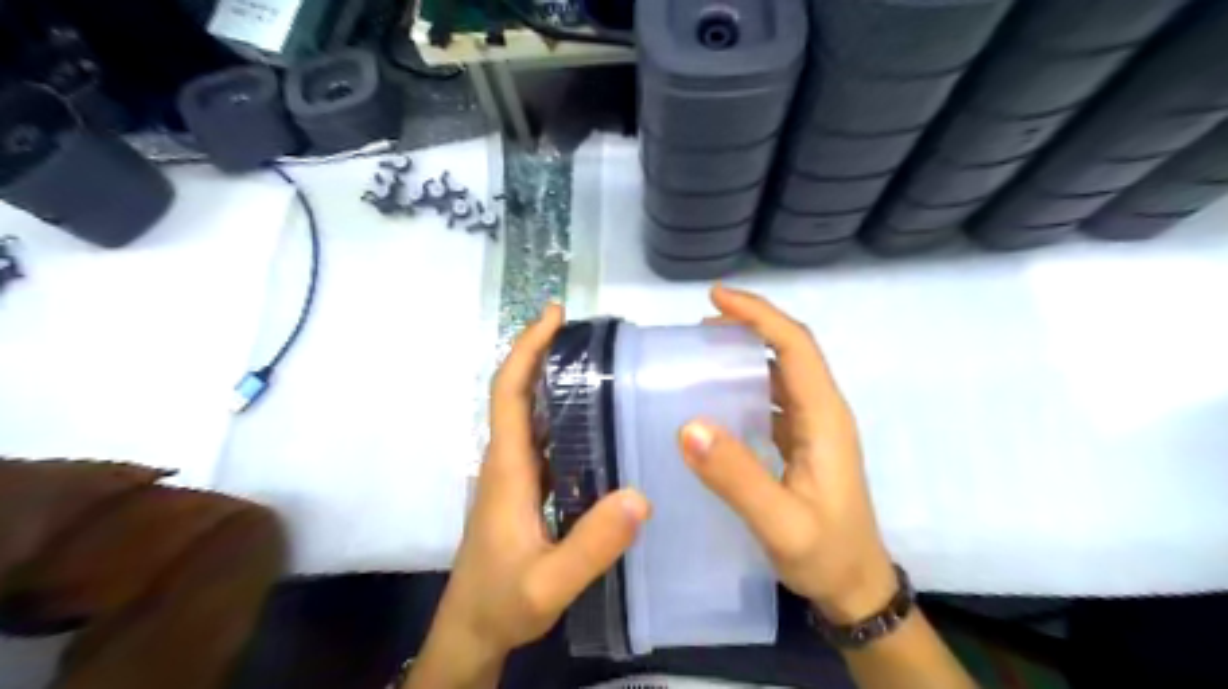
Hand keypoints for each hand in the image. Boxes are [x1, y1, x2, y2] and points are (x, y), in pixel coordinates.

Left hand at [423, 306, 652, 671]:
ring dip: (552, 379)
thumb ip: (591, 546)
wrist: (472, 630)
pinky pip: (542, 437)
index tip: (553, 314)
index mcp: (507, 467)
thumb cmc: (501, 602)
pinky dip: (561, 413)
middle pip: (517, 392)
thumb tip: (640, 496)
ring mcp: (514, 474)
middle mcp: (506, 460)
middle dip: (543, 352)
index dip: (526, 348)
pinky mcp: (524, 488)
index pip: (508, 392)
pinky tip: (596, 420)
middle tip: (589, 332)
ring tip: (599, 364)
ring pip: (529, 412)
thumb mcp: (548, 584)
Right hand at [681, 285, 893, 625]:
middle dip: (750, 326)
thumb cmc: (826, 555)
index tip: (717, 298)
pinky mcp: (803, 443)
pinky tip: (718, 396)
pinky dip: (747, 383)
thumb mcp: (780, 523)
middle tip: (700, 325)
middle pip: (790, 350)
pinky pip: (775, 397)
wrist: (856, 589)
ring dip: (747, 352)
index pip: (794, 346)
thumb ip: (737, 477)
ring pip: (782, 372)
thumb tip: (689, 426)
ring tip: (702, 351)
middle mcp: (823, 412)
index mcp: (825, 418)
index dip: (759, 315)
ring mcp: (814, 428)